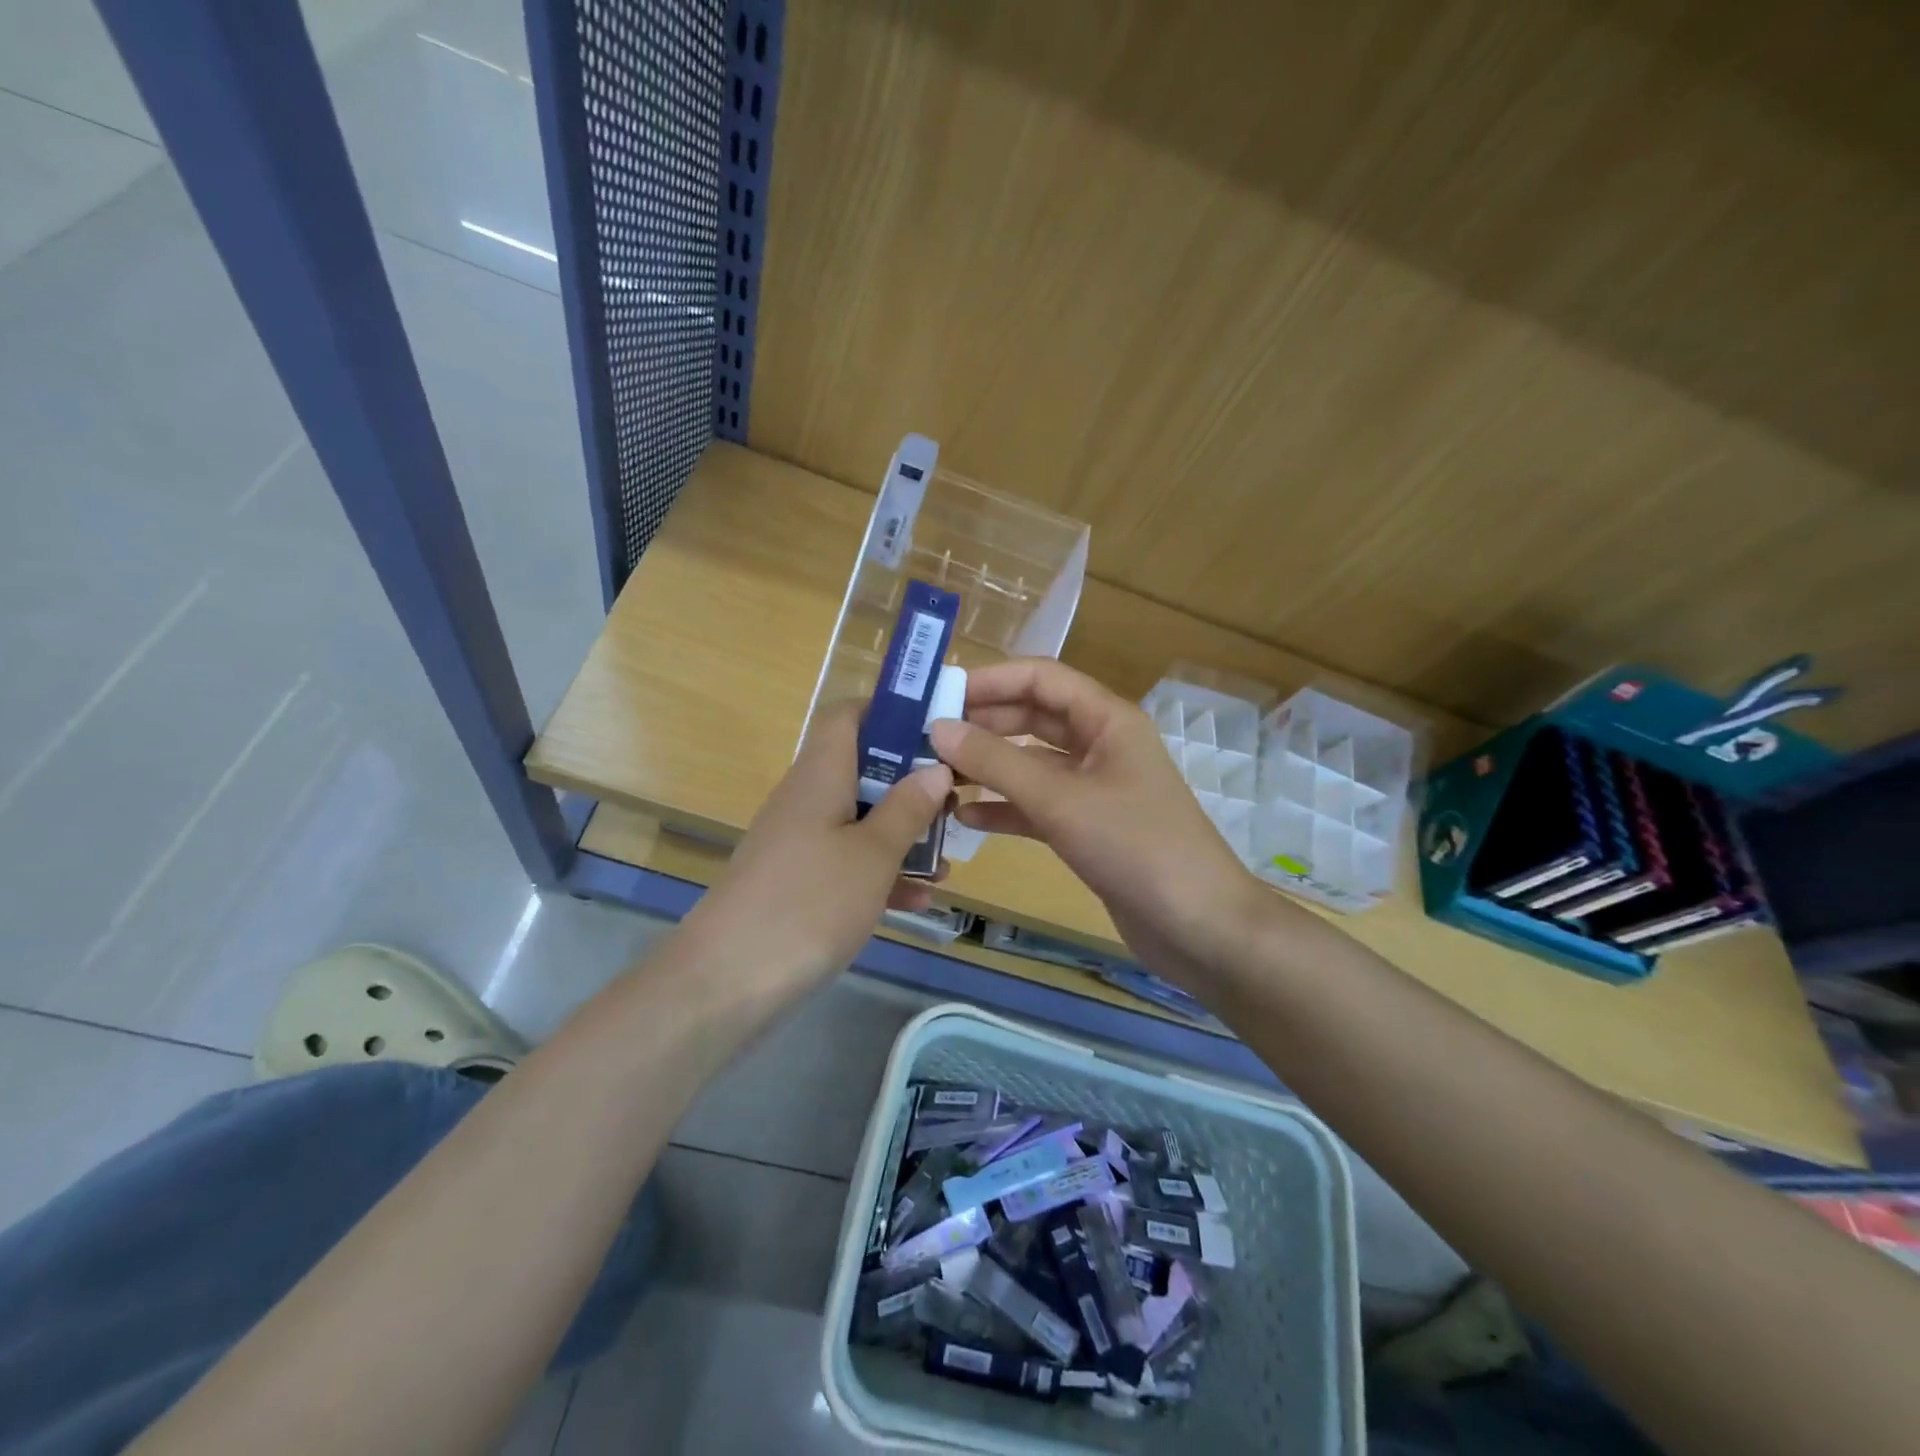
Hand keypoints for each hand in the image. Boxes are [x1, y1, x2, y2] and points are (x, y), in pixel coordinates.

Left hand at [680, 701, 952, 988]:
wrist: (727, 981)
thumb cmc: (809, 902)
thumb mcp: (873, 854)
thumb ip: (908, 808)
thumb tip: (935, 766)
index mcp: (821, 774)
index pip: (848, 715)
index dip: (890, 712)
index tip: (937, 731)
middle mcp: (807, 798)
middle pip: (862, 768)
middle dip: (912, 783)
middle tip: (956, 801)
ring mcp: (799, 842)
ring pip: (860, 819)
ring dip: (903, 834)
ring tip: (947, 859)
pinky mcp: (797, 881)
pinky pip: (846, 862)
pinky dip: (880, 873)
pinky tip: (918, 900)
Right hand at [929, 659, 1269, 986]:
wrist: (1198, 927)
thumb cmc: (1135, 847)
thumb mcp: (1061, 800)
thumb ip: (997, 762)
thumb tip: (937, 727)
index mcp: (1107, 720)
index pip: (1041, 678)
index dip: (990, 680)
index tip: (938, 695)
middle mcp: (1101, 745)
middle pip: (1033, 717)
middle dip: (983, 723)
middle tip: (926, 737)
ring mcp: (1095, 788)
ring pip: (1032, 764)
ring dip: (989, 766)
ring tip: (935, 775)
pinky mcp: (1089, 828)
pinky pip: (1038, 805)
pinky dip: (1005, 807)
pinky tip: (966, 816)